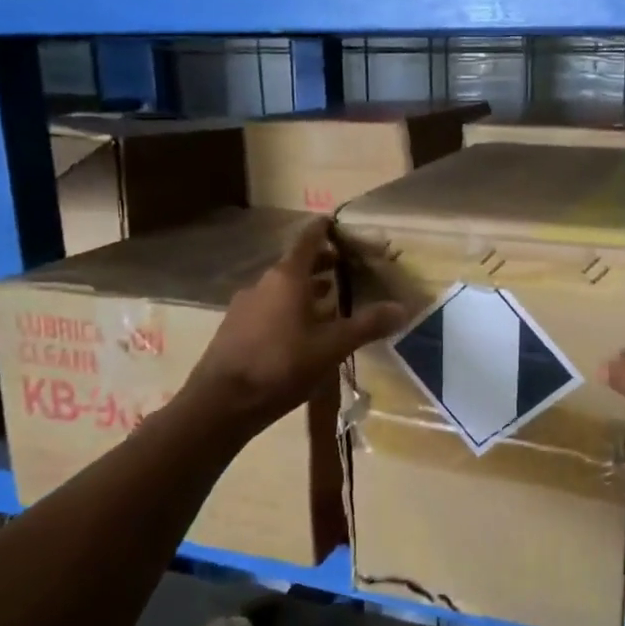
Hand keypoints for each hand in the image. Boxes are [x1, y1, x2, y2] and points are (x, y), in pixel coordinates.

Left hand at [185, 220, 403, 432]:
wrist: (221, 403)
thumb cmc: (281, 365)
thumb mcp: (331, 347)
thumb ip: (366, 325)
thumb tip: (403, 308)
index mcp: (287, 277)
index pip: (308, 239)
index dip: (323, 229)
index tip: (337, 223)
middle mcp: (263, 283)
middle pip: (295, 264)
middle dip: (320, 263)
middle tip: (344, 267)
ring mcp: (245, 306)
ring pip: (281, 288)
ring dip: (305, 289)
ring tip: (329, 301)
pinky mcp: (235, 329)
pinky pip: (269, 308)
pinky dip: (289, 309)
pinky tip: (301, 332)